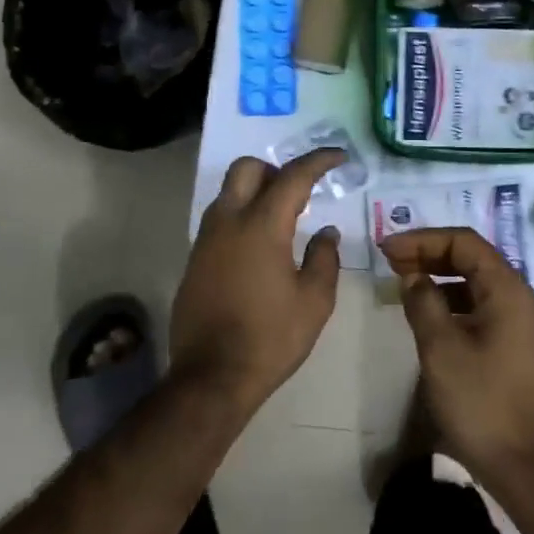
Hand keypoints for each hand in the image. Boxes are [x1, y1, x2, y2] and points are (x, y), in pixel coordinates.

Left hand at [171, 148, 344, 414]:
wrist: (212, 377)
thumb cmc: (271, 338)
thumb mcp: (314, 300)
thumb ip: (324, 257)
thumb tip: (325, 232)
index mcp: (261, 225)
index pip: (293, 176)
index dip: (318, 161)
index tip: (338, 157)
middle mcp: (228, 221)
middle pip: (247, 169)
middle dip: (276, 169)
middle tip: (300, 190)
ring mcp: (206, 240)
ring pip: (228, 193)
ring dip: (255, 192)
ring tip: (282, 218)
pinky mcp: (194, 260)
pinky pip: (219, 220)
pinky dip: (241, 216)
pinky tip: (259, 247)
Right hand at [380, 227, 533, 491]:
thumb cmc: (484, 404)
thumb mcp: (442, 350)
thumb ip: (423, 303)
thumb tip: (413, 276)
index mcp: (508, 290)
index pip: (464, 242)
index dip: (422, 239)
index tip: (387, 249)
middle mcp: (522, 299)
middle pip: (473, 259)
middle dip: (430, 255)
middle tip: (391, 262)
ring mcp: (525, 325)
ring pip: (478, 285)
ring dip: (441, 278)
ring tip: (405, 285)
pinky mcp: (520, 348)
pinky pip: (484, 308)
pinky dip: (455, 303)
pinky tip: (431, 317)